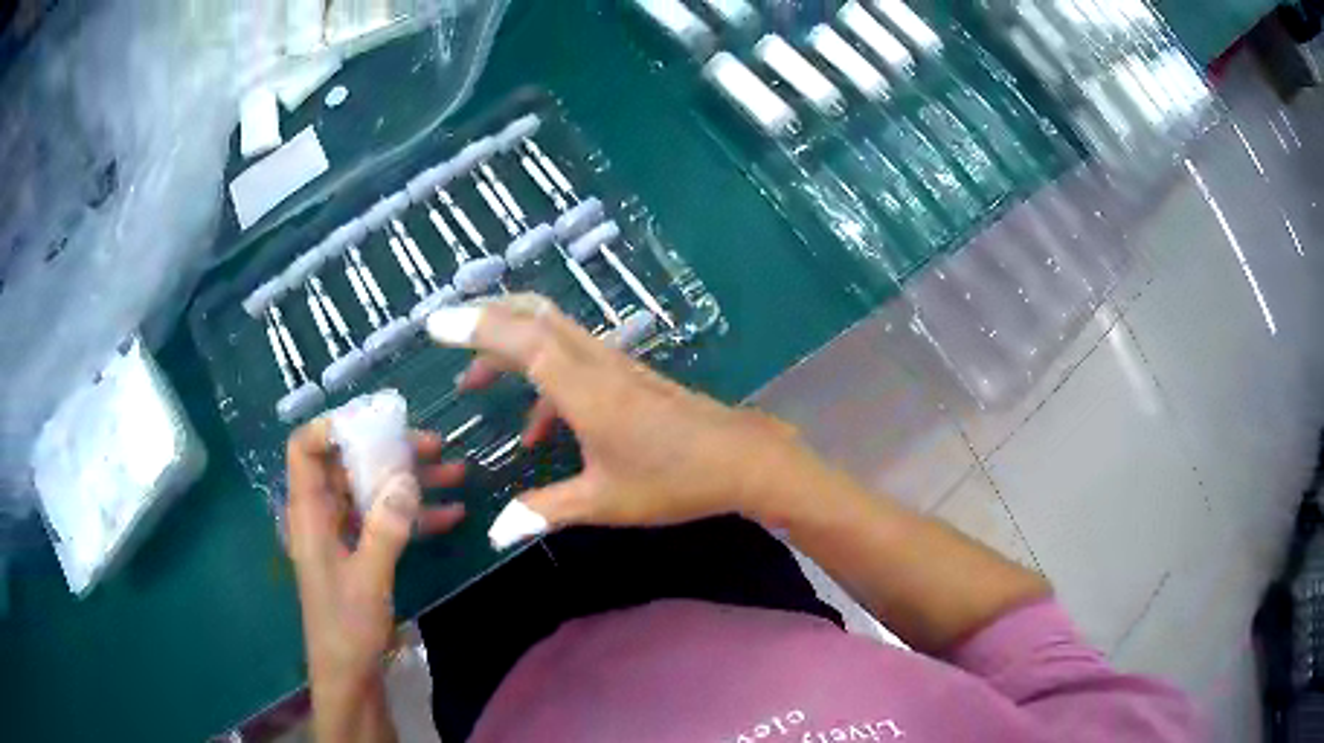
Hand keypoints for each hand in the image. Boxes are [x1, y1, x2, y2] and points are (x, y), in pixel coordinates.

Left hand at [285, 420, 465, 741]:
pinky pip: (387, 520)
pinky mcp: (362, 552)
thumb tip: (406, 478)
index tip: (376, 422)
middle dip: (389, 451)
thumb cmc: (347, 627)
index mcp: (309, 513)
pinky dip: (416, 514)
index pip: (305, 449)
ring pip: (373, 490)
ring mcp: (344, 533)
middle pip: (348, 464)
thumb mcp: (368, 578)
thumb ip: (385, 528)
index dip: (332, 427)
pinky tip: (452, 515)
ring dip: (411, 481)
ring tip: (455, 472)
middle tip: (434, 445)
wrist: (350, 674)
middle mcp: (323, 514)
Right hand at [427, 294, 834, 531]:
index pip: (519, 339)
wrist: (741, 459)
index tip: (434, 324)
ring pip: (552, 331)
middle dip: (486, 316)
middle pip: (533, 316)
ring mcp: (614, 364)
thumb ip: (544, 510)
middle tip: (448, 331)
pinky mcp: (627, 374)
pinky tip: (536, 428)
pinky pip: (572, 360)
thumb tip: (495, 532)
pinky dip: (542, 379)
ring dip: (510, 345)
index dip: (474, 326)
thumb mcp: (603, 502)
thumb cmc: (673, 480)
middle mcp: (594, 362)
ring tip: (476, 380)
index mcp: (583, 388)